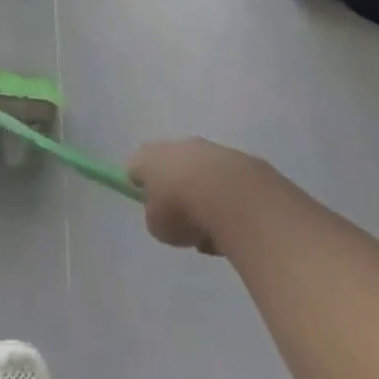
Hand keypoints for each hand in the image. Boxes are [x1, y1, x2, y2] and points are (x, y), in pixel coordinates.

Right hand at [126, 138, 266, 254]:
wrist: (236, 199)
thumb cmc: (184, 211)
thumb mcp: (159, 227)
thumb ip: (157, 218)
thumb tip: (167, 215)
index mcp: (149, 157)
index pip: (135, 167)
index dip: (139, 187)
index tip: (149, 207)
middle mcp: (178, 146)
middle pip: (171, 166)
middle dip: (176, 190)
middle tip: (182, 220)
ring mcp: (212, 150)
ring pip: (202, 176)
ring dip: (205, 198)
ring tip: (214, 232)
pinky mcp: (243, 160)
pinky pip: (229, 184)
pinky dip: (231, 202)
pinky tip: (237, 226)